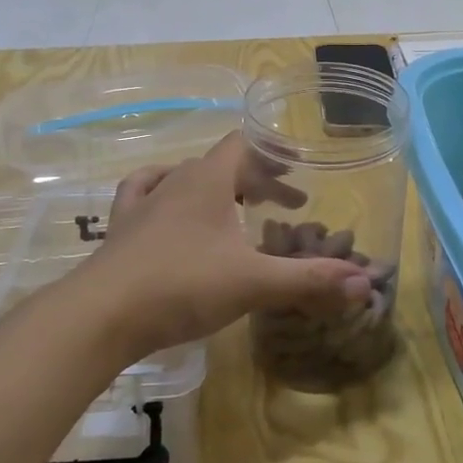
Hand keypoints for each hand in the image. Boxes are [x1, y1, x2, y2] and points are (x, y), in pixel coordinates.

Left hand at [73, 132, 371, 359]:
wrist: (98, 317)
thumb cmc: (181, 286)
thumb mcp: (254, 283)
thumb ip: (310, 281)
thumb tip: (365, 284)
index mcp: (208, 180)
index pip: (245, 144)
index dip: (275, 151)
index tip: (300, 168)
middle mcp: (175, 182)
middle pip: (223, 165)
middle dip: (260, 181)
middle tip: (288, 205)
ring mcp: (143, 205)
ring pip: (186, 180)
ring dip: (218, 189)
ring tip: (238, 209)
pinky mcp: (121, 231)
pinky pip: (143, 196)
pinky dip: (163, 195)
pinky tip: (166, 205)